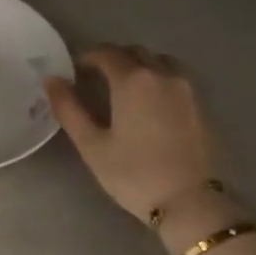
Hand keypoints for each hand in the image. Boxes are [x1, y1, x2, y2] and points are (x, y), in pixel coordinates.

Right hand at [45, 45, 220, 221]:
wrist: (191, 202)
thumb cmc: (134, 174)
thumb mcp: (92, 144)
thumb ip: (69, 108)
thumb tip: (52, 79)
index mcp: (133, 80)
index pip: (107, 53)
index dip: (88, 57)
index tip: (76, 71)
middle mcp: (162, 75)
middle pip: (135, 52)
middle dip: (114, 58)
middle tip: (97, 78)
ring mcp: (187, 89)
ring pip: (160, 61)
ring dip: (140, 65)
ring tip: (126, 87)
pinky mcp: (203, 105)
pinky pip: (176, 78)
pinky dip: (158, 79)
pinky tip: (150, 103)